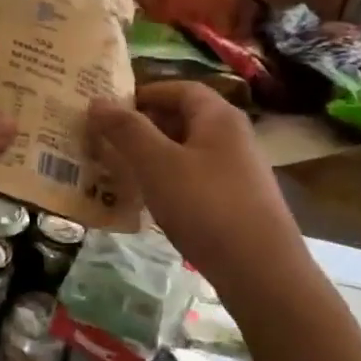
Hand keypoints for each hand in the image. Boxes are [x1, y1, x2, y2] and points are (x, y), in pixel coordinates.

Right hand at [88, 82, 304, 291]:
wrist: (262, 272)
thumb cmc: (207, 206)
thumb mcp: (158, 164)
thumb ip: (127, 130)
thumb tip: (98, 100)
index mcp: (218, 117)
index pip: (179, 88)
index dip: (144, 94)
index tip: (110, 110)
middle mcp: (233, 137)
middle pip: (183, 119)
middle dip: (144, 128)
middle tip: (108, 142)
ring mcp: (238, 171)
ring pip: (187, 152)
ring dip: (154, 158)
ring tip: (121, 172)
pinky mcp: (238, 202)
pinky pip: (196, 180)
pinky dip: (170, 183)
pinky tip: (151, 204)